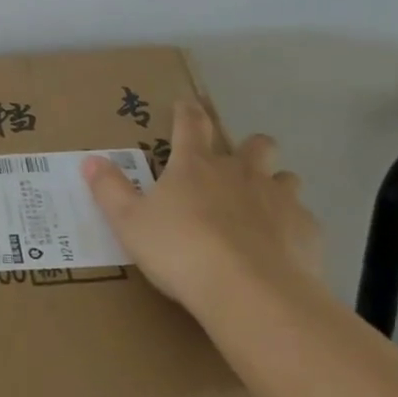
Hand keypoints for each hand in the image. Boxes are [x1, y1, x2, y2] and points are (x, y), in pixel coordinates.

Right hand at [81, 100, 321, 310]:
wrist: (250, 293)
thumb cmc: (181, 251)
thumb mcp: (129, 223)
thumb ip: (110, 190)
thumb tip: (90, 160)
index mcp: (195, 166)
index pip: (191, 124)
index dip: (188, 111)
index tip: (187, 103)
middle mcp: (240, 173)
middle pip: (255, 144)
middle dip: (250, 147)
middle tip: (237, 165)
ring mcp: (279, 199)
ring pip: (286, 178)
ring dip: (276, 186)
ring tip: (263, 208)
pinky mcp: (307, 231)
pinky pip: (304, 219)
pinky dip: (293, 228)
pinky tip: (282, 249)